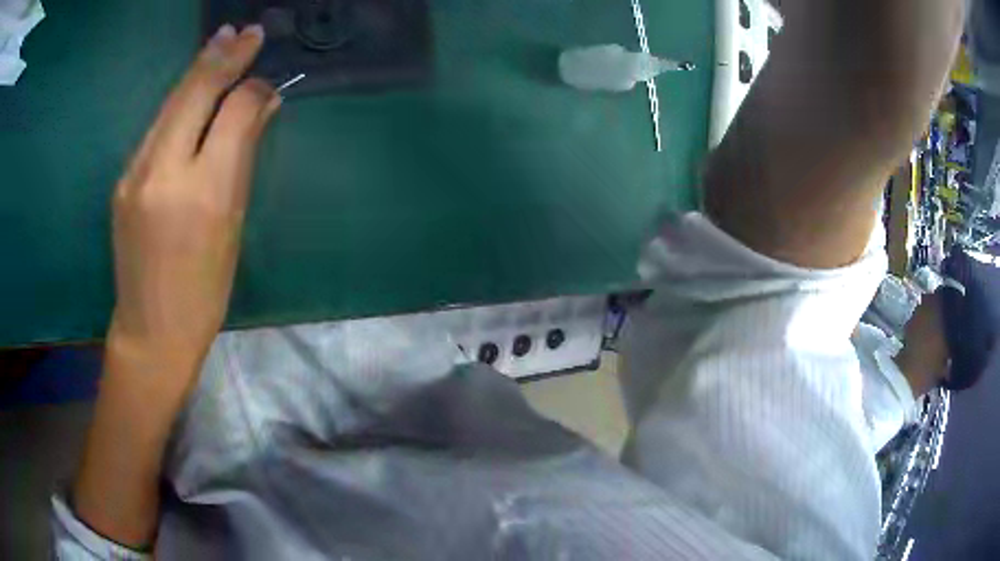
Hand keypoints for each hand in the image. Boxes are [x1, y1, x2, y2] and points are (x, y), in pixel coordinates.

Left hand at [109, 24, 279, 392]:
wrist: (151, 331)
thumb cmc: (203, 291)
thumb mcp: (232, 226)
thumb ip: (243, 157)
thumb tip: (261, 105)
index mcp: (201, 192)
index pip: (231, 112)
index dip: (251, 86)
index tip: (265, 72)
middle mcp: (161, 172)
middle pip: (193, 93)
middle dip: (222, 56)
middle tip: (245, 29)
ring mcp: (135, 173)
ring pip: (170, 105)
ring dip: (197, 71)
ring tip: (221, 41)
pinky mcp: (123, 180)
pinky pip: (156, 128)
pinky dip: (178, 103)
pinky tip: (191, 92)